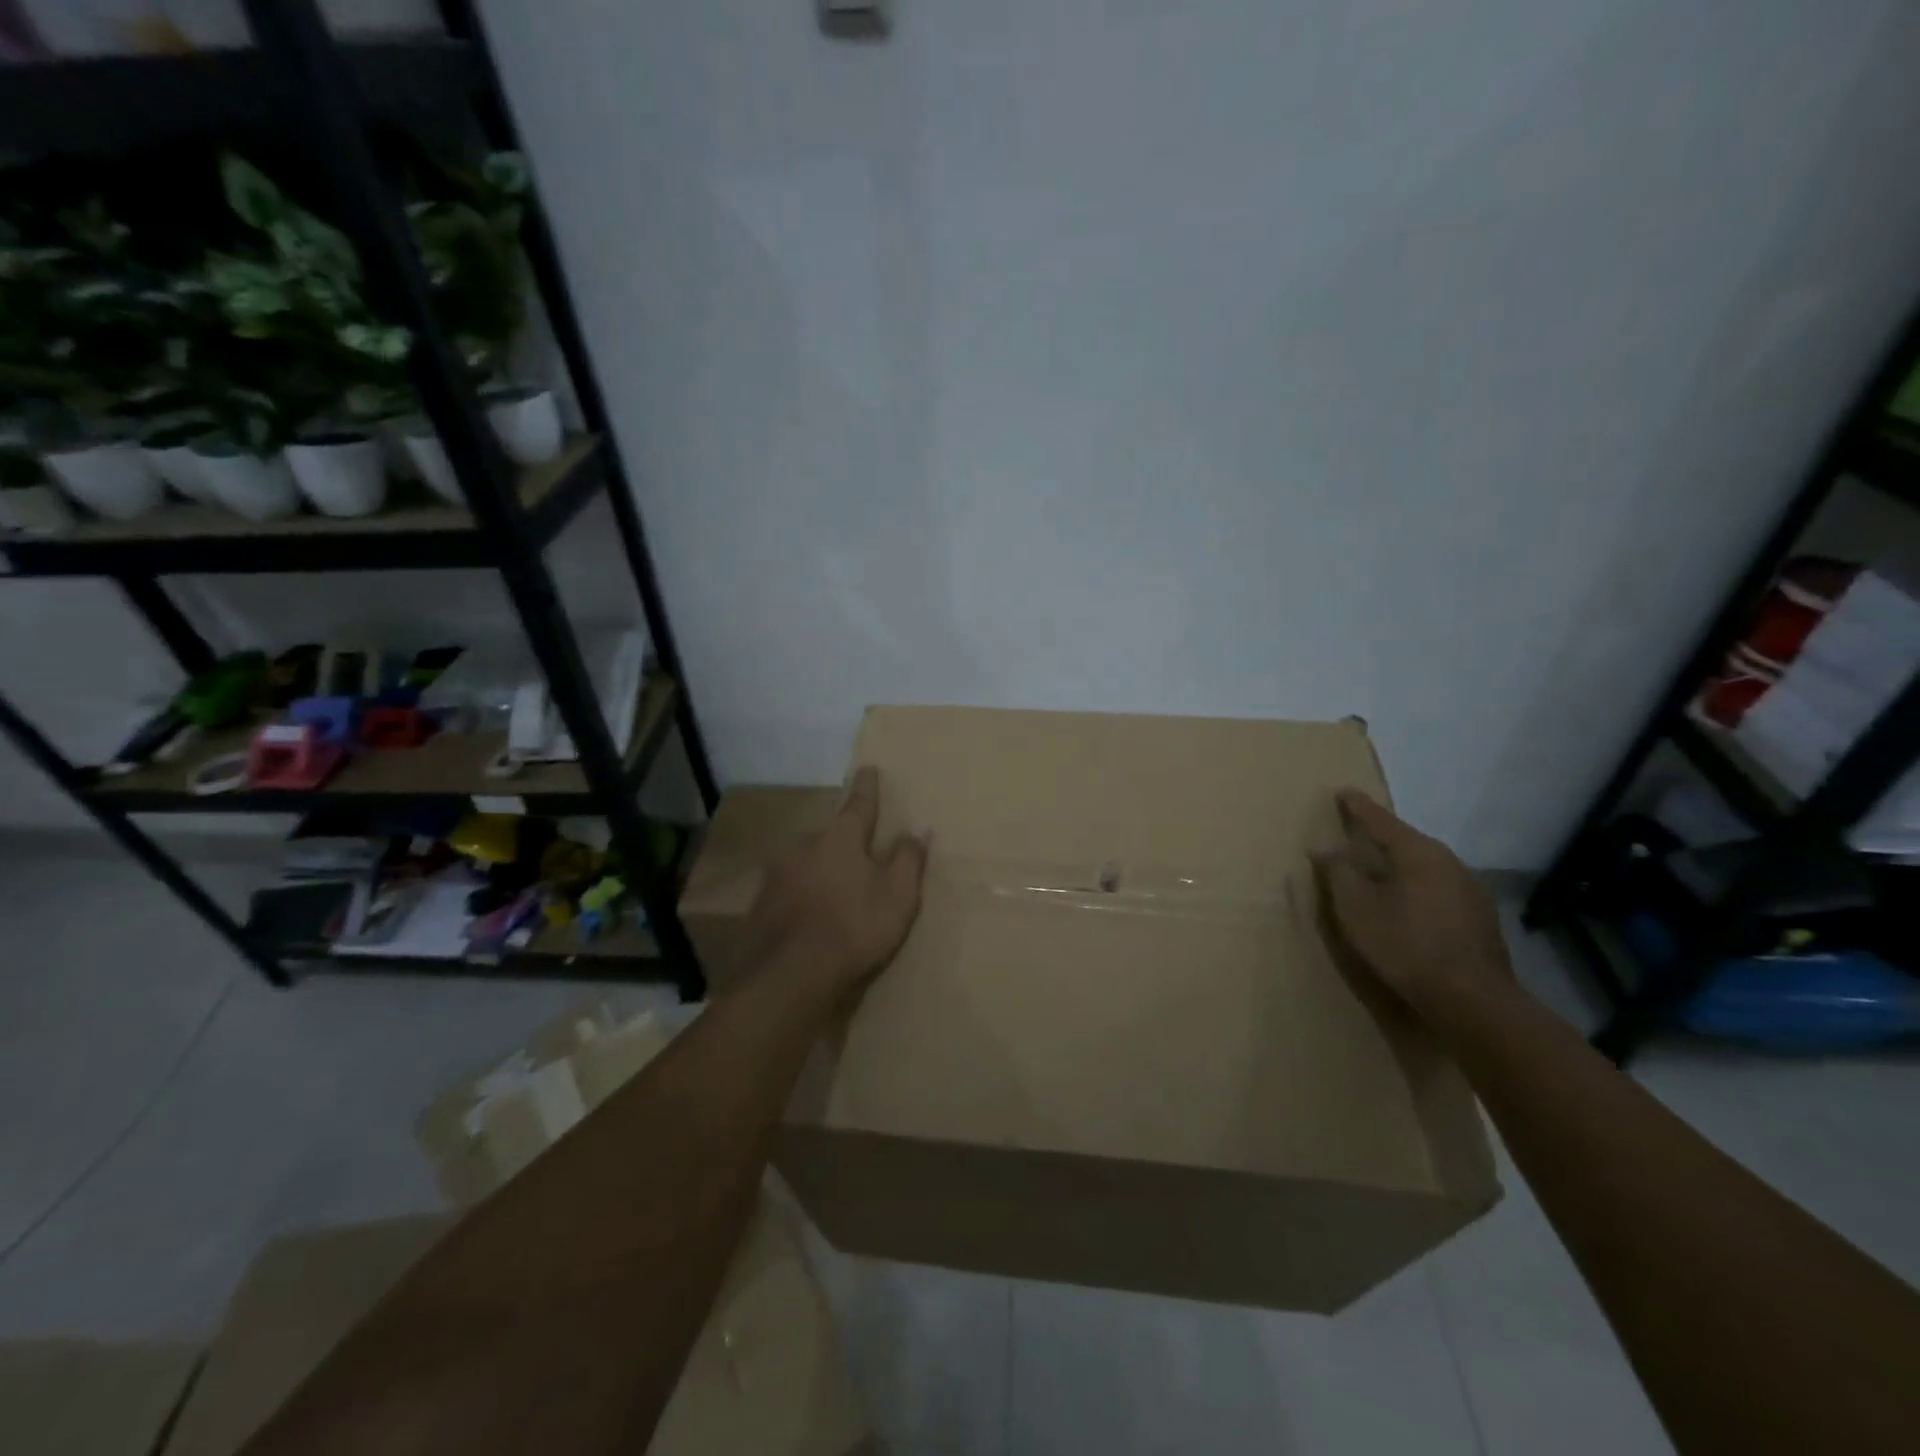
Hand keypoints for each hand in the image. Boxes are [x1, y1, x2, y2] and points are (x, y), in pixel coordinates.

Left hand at [741, 767, 927, 1002]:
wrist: (791, 975)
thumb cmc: (855, 927)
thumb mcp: (898, 895)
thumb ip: (909, 859)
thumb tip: (919, 827)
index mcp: (840, 837)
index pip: (859, 804)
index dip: (867, 788)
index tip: (868, 768)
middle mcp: (804, 846)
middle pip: (829, 836)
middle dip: (842, 841)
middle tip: (856, 855)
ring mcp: (777, 874)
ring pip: (805, 863)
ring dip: (819, 870)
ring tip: (832, 892)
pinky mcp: (761, 904)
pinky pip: (789, 890)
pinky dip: (801, 896)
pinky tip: (808, 917)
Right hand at [1310, 789, 1517, 1029]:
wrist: (1472, 1000)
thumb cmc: (1405, 945)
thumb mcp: (1356, 908)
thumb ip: (1338, 872)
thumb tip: (1324, 846)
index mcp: (1417, 852)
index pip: (1380, 819)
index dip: (1358, 806)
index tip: (1342, 791)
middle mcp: (1448, 861)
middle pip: (1405, 841)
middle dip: (1380, 836)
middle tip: (1355, 833)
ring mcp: (1470, 890)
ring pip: (1424, 866)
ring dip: (1398, 865)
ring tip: (1377, 872)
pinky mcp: (1479, 918)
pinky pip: (1437, 888)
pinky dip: (1416, 888)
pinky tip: (1406, 905)